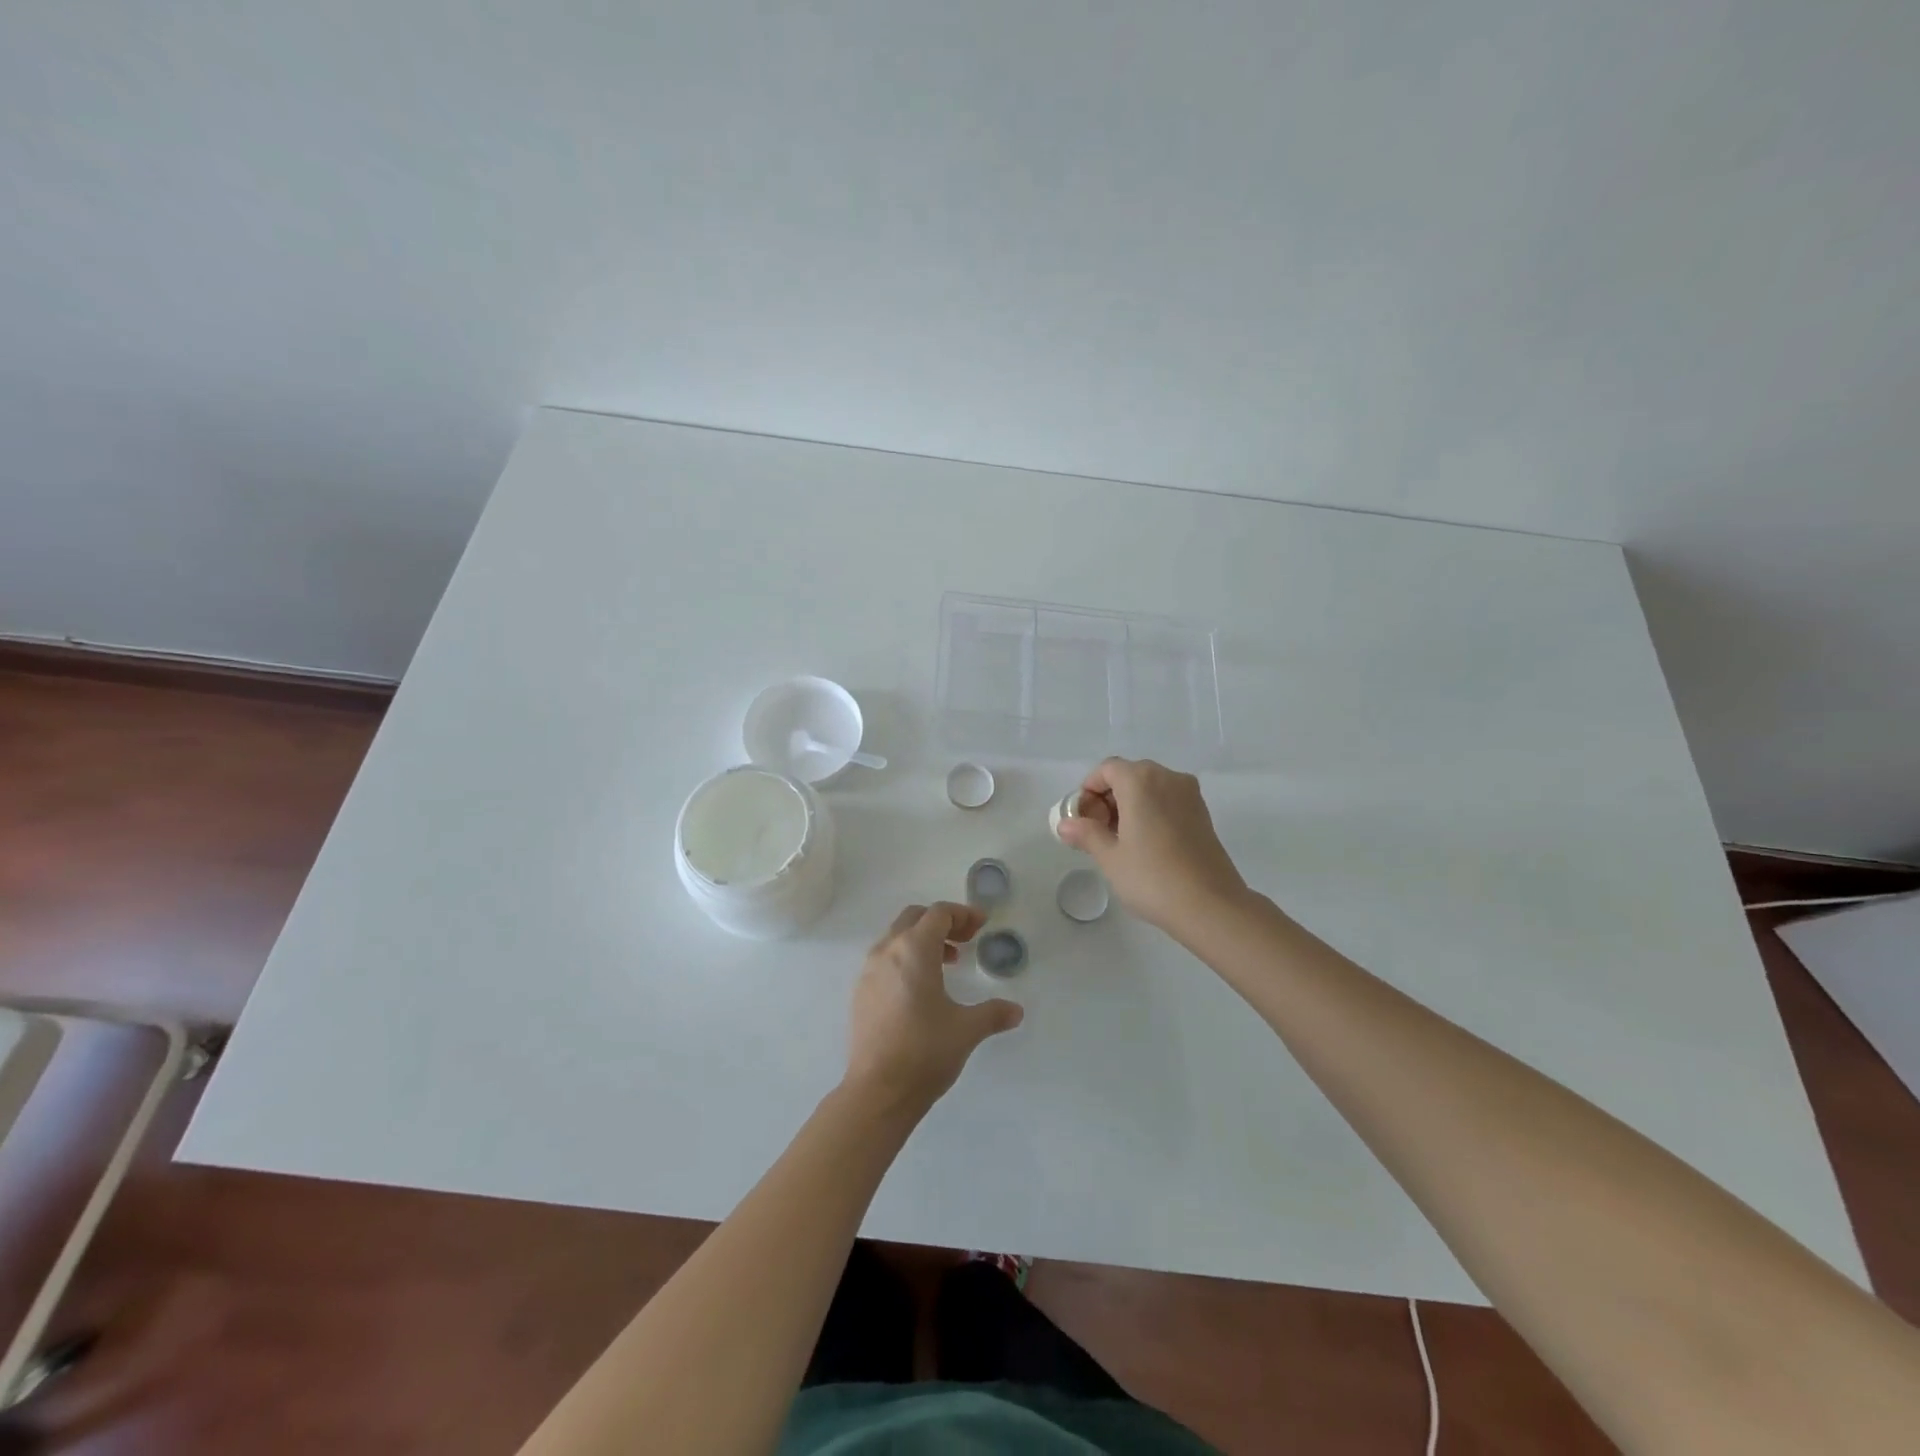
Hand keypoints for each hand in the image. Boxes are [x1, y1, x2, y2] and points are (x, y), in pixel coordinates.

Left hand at [844, 902, 1023, 1112]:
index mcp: (914, 949)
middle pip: (914, 917)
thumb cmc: (925, 1051)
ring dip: (923, 940)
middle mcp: (887, 951)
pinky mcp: (861, 992)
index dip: (963, 914)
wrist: (878, 1091)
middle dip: (942, 922)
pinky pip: (885, 959)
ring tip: (948, 963)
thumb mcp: (967, 1030)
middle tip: (966, 939)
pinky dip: (906, 959)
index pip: (938, 913)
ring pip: (897, 937)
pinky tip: (922, 989)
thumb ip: (993, 1013)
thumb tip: (1016, 1011)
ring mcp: (869, 971)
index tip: (982, 925)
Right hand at [1054, 758, 1250, 936]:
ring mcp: (1189, 794)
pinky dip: (1152, 811)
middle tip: (1099, 832)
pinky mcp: (1203, 813)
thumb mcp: (1110, 857)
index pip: (1106, 770)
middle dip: (1109, 798)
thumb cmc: (1152, 877)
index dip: (1089, 791)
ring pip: (1150, 787)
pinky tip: (1147, 844)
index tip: (1083, 820)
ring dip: (1130, 805)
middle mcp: (1167, 777)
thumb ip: (1086, 833)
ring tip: (1121, 841)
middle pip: (1129, 775)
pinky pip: (1168, 800)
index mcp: (1140, 780)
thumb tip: (1065, 825)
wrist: (1210, 905)